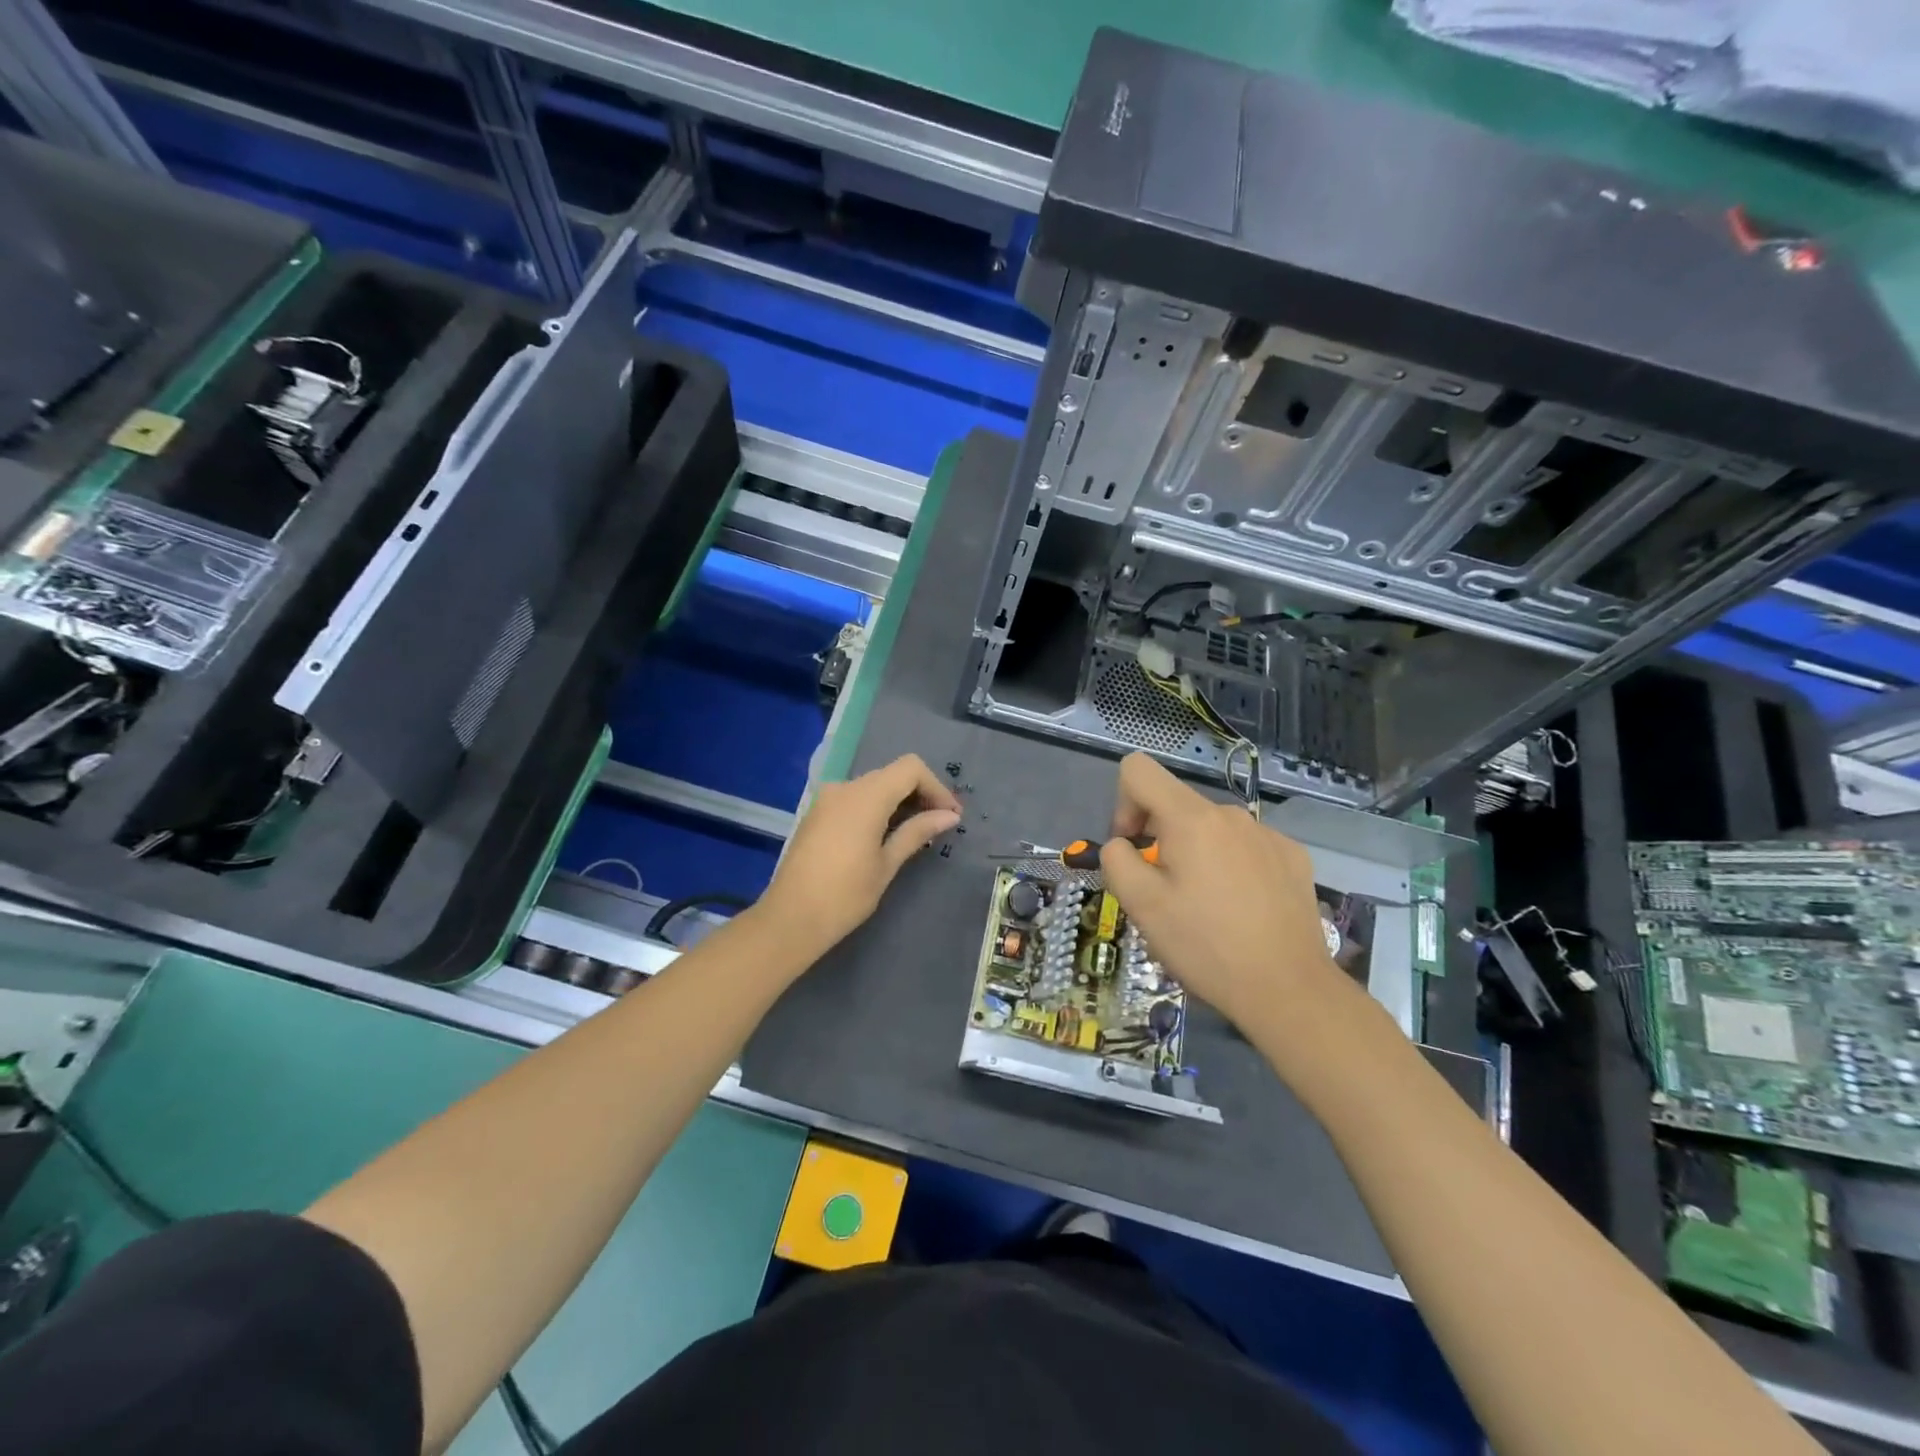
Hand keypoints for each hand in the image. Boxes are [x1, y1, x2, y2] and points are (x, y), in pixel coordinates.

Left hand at [759, 754, 961, 952]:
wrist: (790, 919)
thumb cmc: (845, 895)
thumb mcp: (887, 864)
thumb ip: (917, 832)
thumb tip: (949, 816)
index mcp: (865, 796)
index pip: (910, 768)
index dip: (936, 787)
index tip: (950, 816)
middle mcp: (844, 788)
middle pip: (892, 775)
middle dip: (920, 794)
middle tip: (940, 825)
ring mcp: (827, 799)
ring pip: (873, 786)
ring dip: (898, 802)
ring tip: (916, 833)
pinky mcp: (817, 814)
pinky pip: (854, 799)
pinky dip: (876, 808)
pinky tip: (885, 836)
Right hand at [1098, 753, 1354, 1031]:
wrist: (1289, 989)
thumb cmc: (1206, 946)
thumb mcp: (1141, 906)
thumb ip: (1117, 860)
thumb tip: (1123, 845)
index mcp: (1191, 818)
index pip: (1139, 770)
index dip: (1123, 804)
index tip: (1134, 849)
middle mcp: (1231, 814)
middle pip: (1176, 805)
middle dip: (1160, 839)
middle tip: (1166, 893)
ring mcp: (1268, 834)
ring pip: (1211, 829)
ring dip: (1196, 855)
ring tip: (1206, 907)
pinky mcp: (1294, 857)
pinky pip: (1245, 847)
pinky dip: (1231, 867)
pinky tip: (1242, 910)